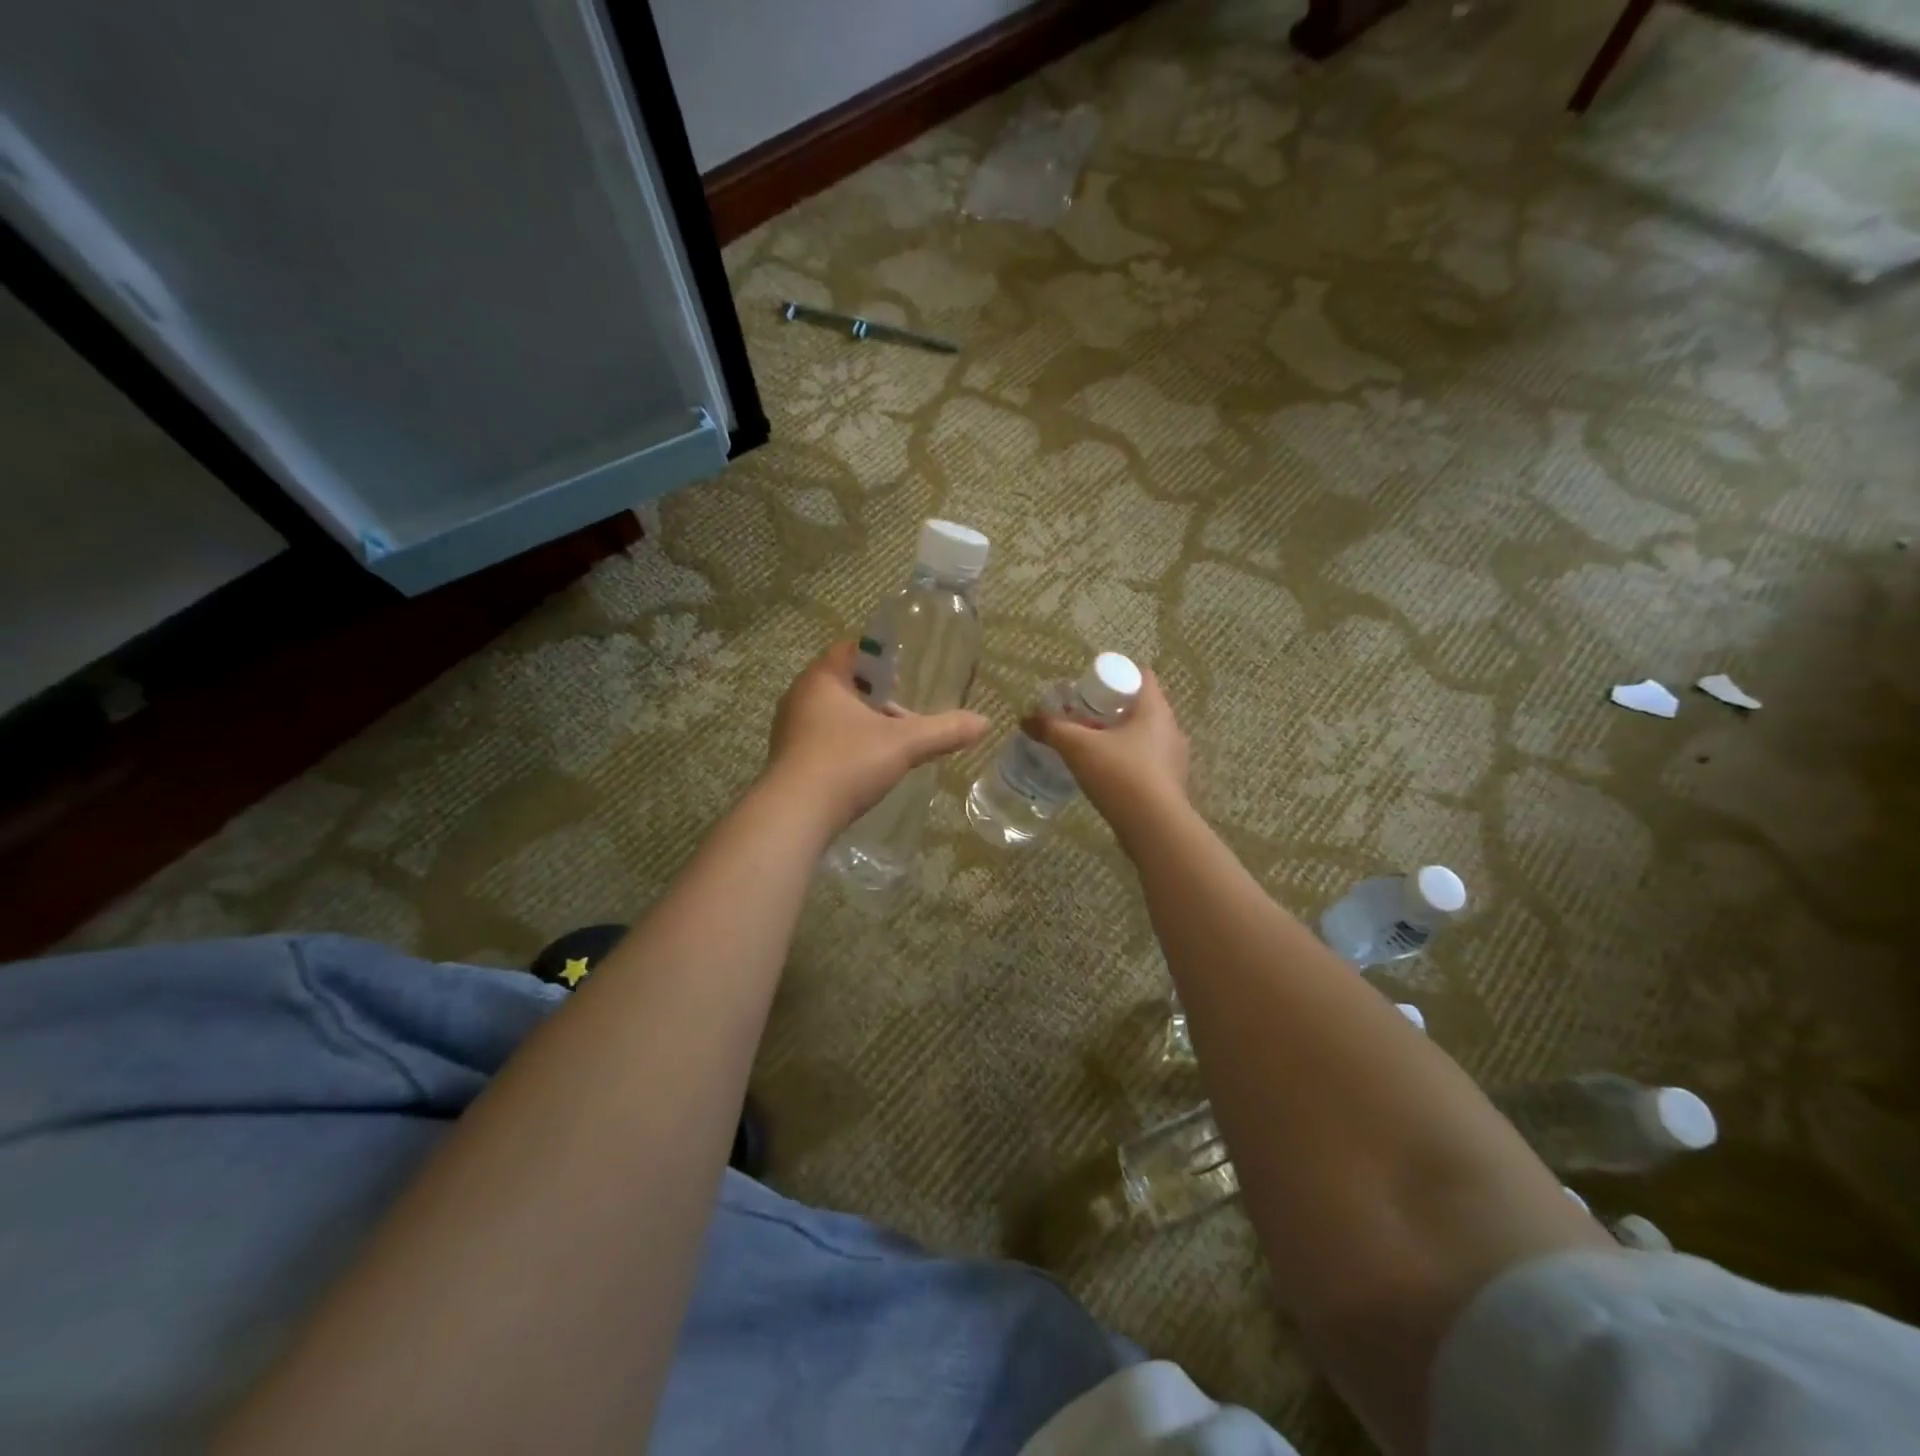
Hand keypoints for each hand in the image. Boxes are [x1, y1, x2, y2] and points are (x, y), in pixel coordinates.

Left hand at [764, 642, 989, 833]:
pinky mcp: (788, 760)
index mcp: (822, 678)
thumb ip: (944, 731)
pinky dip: (845, 747)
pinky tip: (865, 768)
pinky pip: (822, 741)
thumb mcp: (904, 744)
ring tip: (891, 744)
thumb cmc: (847, 763)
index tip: (905, 674)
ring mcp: (789, 730)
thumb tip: (985, 722)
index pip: (851, 651)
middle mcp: (799, 697)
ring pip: (833, 715)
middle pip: (844, 685)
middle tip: (905, 714)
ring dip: (862, 725)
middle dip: (876, 698)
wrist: (795, 815)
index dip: (880, 658)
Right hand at [1022, 669, 1188, 836]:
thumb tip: (1026, 719)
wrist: (1154, 828)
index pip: (1141, 676)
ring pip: (1143, 736)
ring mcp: (1174, 758)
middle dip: (1111, 710)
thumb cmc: (1120, 774)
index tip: (1089, 689)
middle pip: (1140, 707)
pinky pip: (1146, 762)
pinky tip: (1106, 776)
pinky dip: (1126, 762)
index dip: (1115, 677)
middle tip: (1082, 719)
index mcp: (1155, 709)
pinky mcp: (1170, 784)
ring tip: (1090, 749)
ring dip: (1119, 738)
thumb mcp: (1078, 748)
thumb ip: (1052, 729)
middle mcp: (1171, 728)